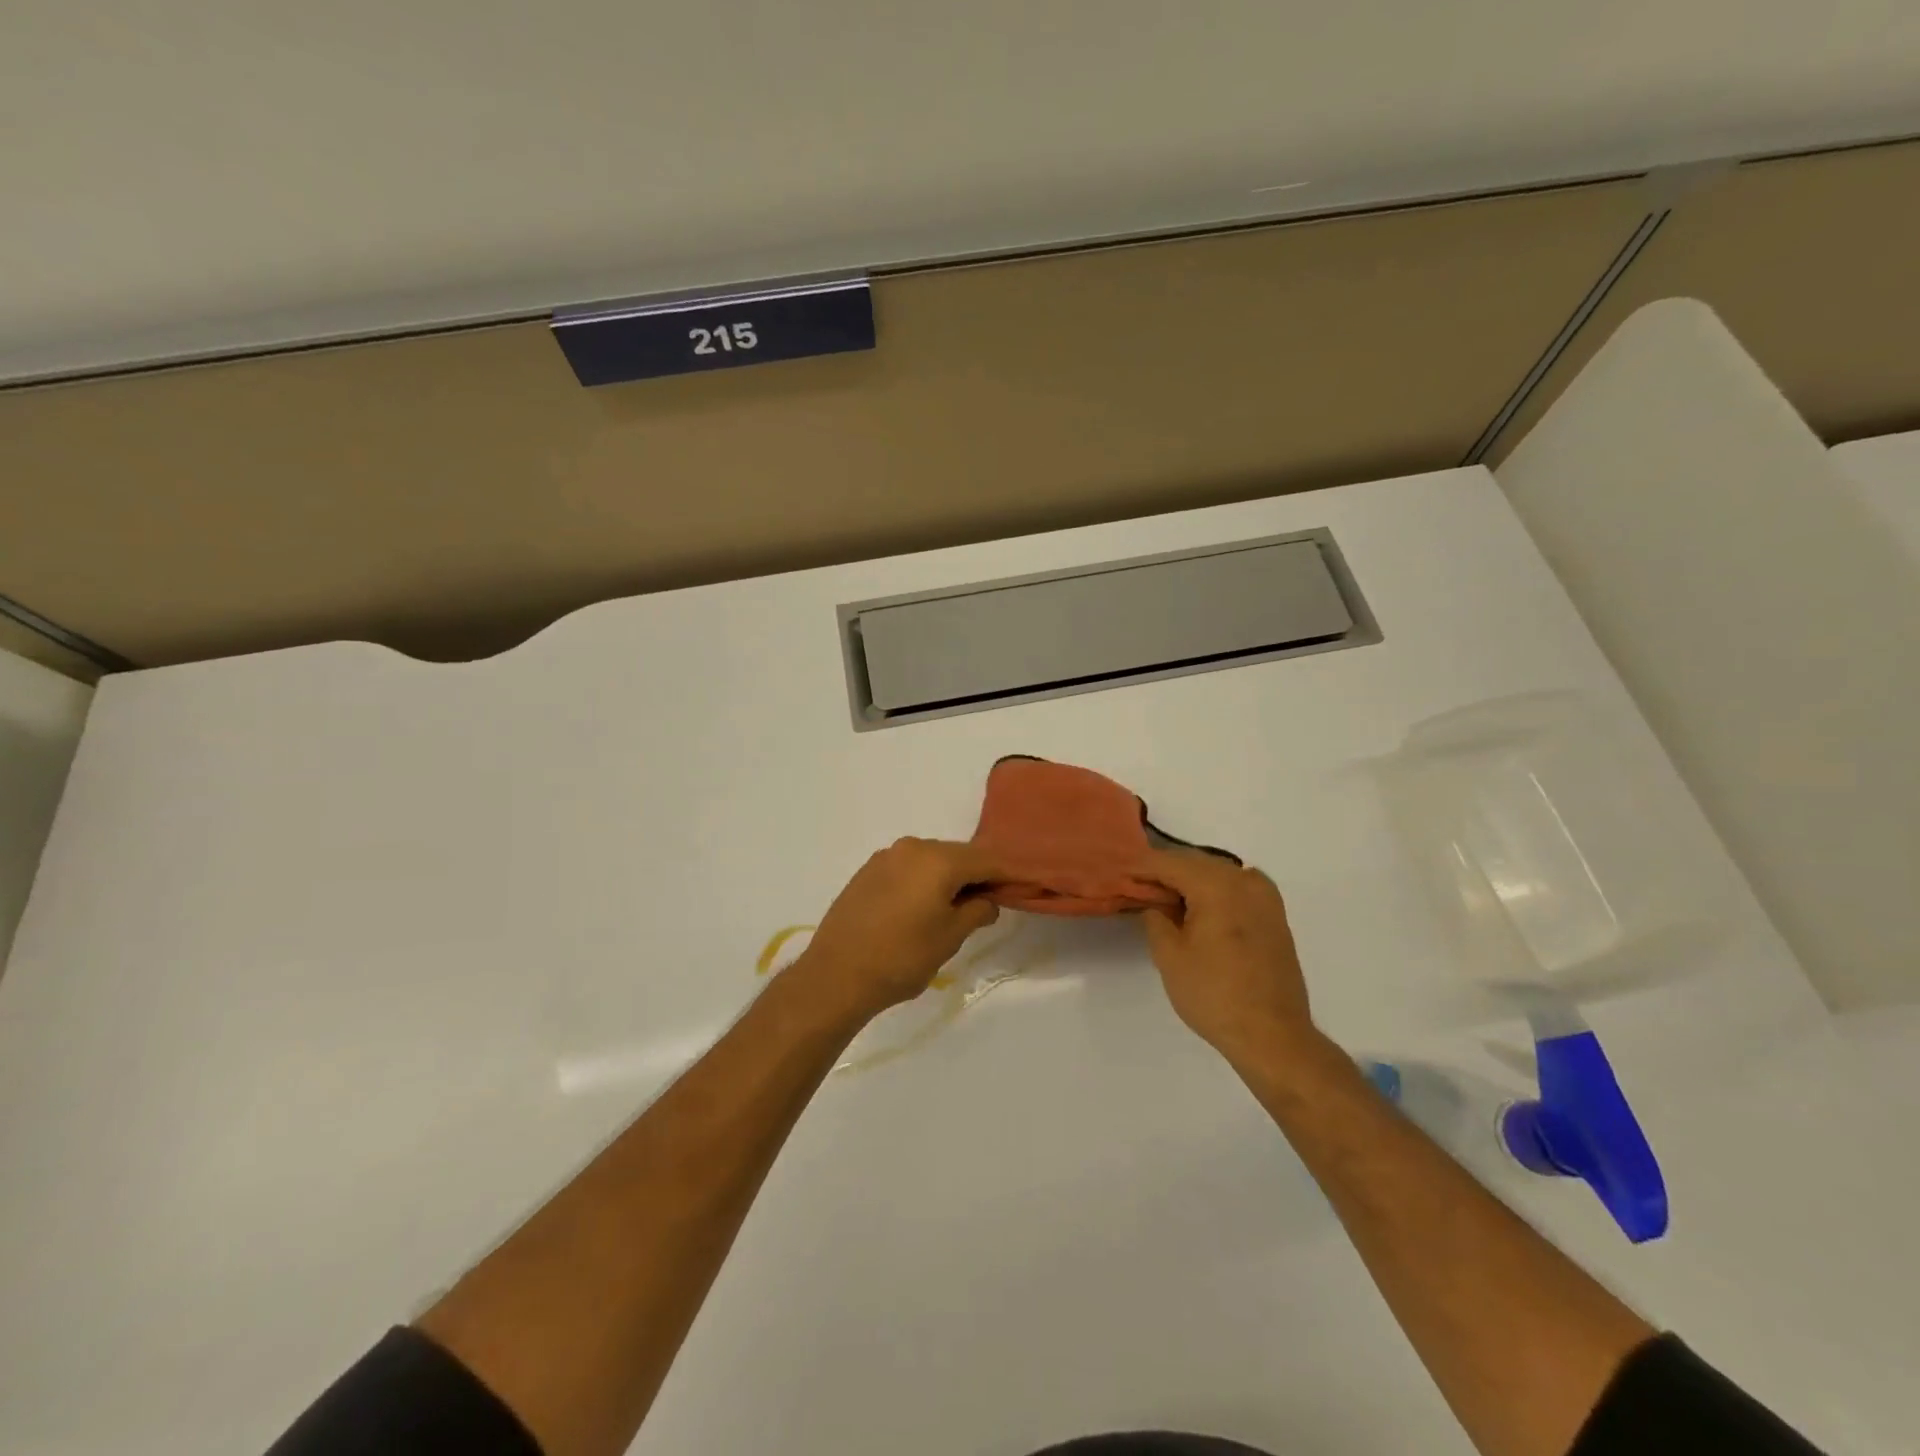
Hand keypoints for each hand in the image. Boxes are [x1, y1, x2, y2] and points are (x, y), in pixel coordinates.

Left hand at [790, 838, 1001, 1024]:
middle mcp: (912, 847)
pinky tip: (925, 905)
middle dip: (979, 874)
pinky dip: (924, 881)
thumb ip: (976, 911)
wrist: (835, 975)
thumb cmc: (901, 958)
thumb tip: (987, 900)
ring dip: (950, 878)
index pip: (987, 860)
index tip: (1030, 882)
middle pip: (958, 856)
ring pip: (932, 861)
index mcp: (938, 859)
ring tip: (960, 905)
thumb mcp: (949, 938)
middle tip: (996, 898)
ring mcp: (886, 857)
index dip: (1010, 873)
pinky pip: (908, 869)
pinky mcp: (867, 872)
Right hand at [1139, 849, 1315, 1063]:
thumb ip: (1155, 919)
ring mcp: (1265, 897)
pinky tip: (1200, 908)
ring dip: (1190, 880)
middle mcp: (1244, 881)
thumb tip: (1154, 903)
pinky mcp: (1274, 916)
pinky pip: (1237, 888)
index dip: (1141, 867)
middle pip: (1195, 862)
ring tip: (1164, 897)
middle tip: (1137, 885)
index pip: (1169, 863)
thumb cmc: (1214, 995)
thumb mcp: (1169, 956)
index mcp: (1217, 886)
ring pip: (1218, 873)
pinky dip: (1214, 891)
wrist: (1273, 1036)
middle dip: (1165, 871)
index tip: (1119, 872)